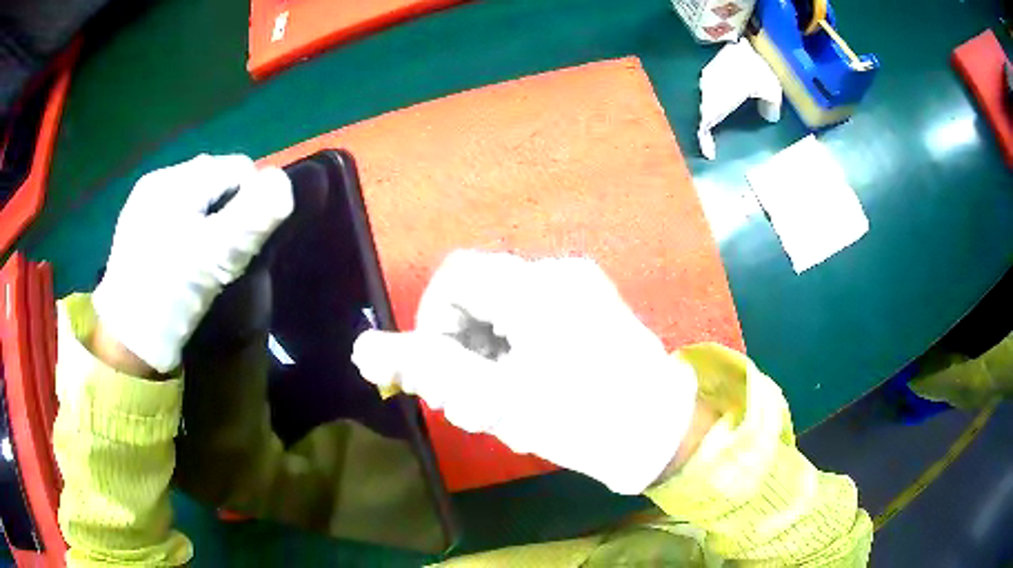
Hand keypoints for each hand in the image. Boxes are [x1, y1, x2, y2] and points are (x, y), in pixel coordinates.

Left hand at [92, 154, 292, 374]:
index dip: (251, 202)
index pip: (237, 169)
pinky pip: (177, 211)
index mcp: (176, 181)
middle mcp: (158, 180)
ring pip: (197, 196)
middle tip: (223, 254)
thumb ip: (252, 217)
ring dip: (209, 220)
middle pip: (215, 179)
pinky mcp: (137, 225)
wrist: (127, 344)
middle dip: (228, 210)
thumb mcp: (216, 257)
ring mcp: (144, 201)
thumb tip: (283, 183)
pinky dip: (189, 228)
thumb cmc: (170, 296)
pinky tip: (182, 257)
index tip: (243, 244)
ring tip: (203, 258)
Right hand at [352, 251, 698, 494]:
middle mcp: (558, 274)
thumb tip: (364, 350)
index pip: (455, 277)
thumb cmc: (584, 420)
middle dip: (463, 348)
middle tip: (473, 402)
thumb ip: (428, 371)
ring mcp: (581, 290)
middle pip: (479, 295)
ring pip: (504, 312)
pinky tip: (529, 392)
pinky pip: (533, 320)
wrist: (663, 437)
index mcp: (535, 286)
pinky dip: (517, 354)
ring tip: (503, 404)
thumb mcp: (497, 400)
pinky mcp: (592, 311)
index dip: (434, 323)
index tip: (444, 373)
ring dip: (489, 357)